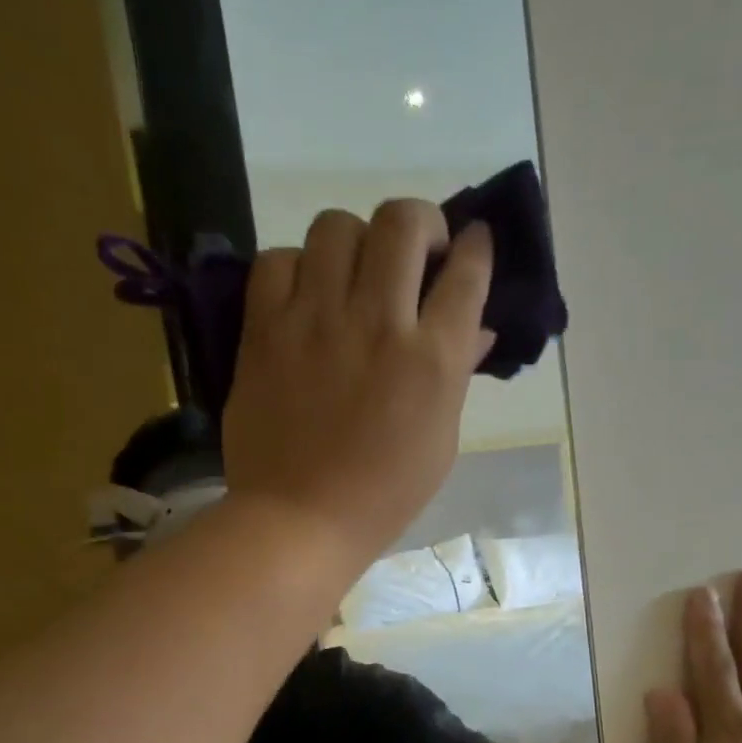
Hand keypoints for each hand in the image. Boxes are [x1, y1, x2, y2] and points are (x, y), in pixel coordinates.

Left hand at [221, 200, 494, 569]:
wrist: (300, 521)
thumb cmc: (383, 495)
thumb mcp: (440, 442)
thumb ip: (456, 375)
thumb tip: (474, 329)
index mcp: (433, 360)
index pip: (467, 272)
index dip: (476, 246)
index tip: (472, 242)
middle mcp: (379, 324)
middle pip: (403, 221)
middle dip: (421, 223)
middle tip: (415, 253)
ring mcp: (317, 321)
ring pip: (338, 225)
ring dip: (356, 239)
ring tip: (354, 273)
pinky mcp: (266, 329)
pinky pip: (278, 260)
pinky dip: (296, 267)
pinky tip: (304, 297)